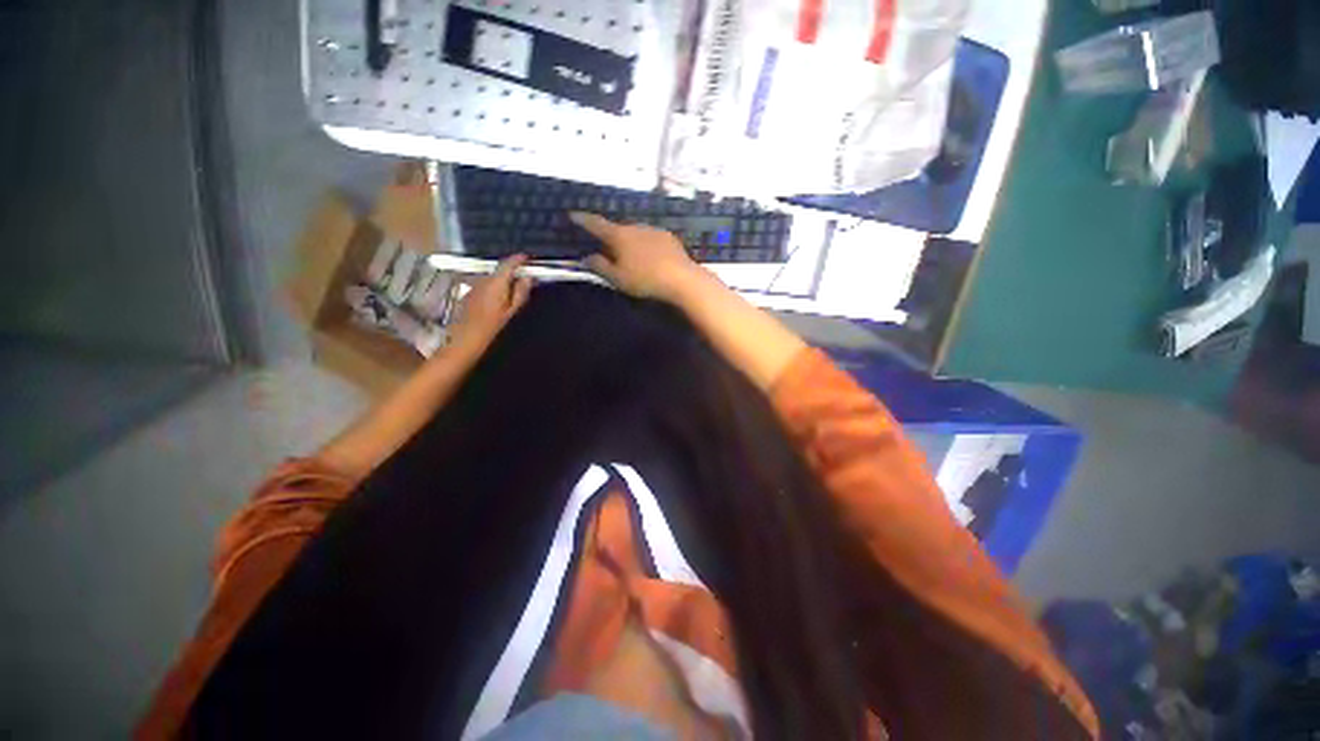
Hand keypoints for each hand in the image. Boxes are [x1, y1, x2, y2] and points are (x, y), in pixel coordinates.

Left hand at [447, 255, 532, 354]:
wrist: (465, 340)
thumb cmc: (492, 327)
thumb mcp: (512, 311)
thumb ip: (521, 292)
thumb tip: (528, 278)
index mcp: (496, 283)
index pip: (508, 263)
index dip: (519, 259)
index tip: (528, 259)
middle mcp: (483, 280)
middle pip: (500, 270)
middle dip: (512, 271)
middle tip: (525, 277)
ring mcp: (474, 286)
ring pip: (492, 278)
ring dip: (503, 280)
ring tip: (513, 289)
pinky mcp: (469, 294)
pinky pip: (485, 285)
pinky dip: (494, 287)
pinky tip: (499, 299)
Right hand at [571, 212, 711, 301]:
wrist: (681, 279)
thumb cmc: (644, 280)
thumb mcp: (618, 278)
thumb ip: (600, 266)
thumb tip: (587, 257)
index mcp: (619, 236)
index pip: (596, 224)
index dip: (583, 220)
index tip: (573, 214)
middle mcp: (635, 227)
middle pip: (618, 229)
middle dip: (611, 237)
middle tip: (608, 250)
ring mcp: (654, 230)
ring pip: (635, 233)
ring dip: (630, 241)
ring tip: (631, 257)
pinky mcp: (669, 237)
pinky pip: (650, 238)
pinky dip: (645, 245)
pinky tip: (650, 258)